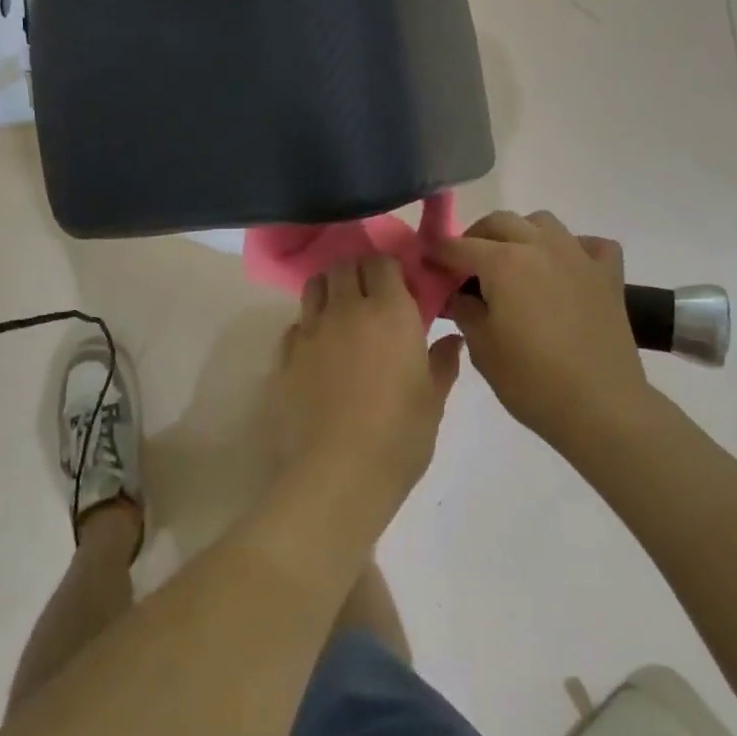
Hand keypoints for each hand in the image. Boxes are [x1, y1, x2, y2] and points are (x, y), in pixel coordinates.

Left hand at [279, 257, 461, 518]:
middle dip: (358, 272)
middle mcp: (346, 308)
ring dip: (330, 290)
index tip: (400, 287)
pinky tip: (319, 351)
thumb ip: (442, 362)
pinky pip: (296, 324)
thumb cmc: (399, 436)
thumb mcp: (433, 400)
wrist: (338, 473)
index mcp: (389, 311)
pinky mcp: (285, 355)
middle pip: (344, 266)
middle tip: (371, 296)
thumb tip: (451, 339)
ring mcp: (311, 330)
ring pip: (315, 286)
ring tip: (341, 313)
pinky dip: (308, 327)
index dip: (390, 269)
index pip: (382, 262)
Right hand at [431, 211, 650, 460]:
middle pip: (499, 222)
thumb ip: (463, 310)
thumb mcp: (481, 348)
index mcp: (503, 263)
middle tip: (467, 267)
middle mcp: (539, 246)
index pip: (459, 246)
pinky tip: (566, 270)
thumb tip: (458, 294)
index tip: (427, 265)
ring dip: (521, 233)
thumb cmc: (532, 381)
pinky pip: (590, 244)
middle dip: (476, 237)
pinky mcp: (608, 275)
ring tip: (514, 262)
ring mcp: (578, 257)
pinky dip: (575, 248)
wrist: (602, 408)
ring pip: (542, 222)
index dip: (438, 254)